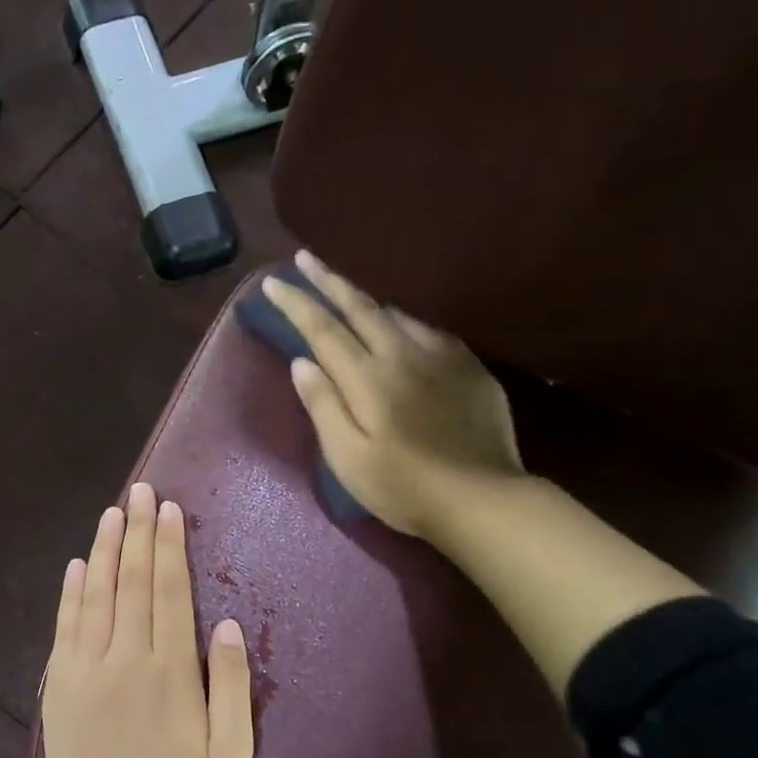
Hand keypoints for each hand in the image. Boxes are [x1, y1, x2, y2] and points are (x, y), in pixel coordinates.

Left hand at [41, 482, 254, 757]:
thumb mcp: (230, 752)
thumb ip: (230, 685)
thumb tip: (225, 624)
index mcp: (169, 670)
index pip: (168, 591)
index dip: (167, 546)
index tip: (167, 509)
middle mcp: (125, 657)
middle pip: (131, 581)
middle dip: (136, 532)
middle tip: (139, 492)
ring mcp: (85, 670)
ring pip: (95, 595)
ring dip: (103, 551)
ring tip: (110, 514)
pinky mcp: (58, 687)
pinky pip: (65, 628)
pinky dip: (70, 593)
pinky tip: (75, 566)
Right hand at [263, 249, 525, 538]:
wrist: (483, 499)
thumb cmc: (404, 488)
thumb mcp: (348, 458)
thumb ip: (324, 406)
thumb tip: (302, 363)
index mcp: (367, 378)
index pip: (323, 330)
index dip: (297, 303)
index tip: (274, 281)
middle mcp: (402, 355)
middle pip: (360, 307)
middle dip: (329, 280)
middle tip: (306, 258)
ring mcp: (441, 357)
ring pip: (396, 313)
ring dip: (366, 297)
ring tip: (348, 288)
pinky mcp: (469, 367)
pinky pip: (430, 329)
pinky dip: (405, 319)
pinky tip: (404, 325)